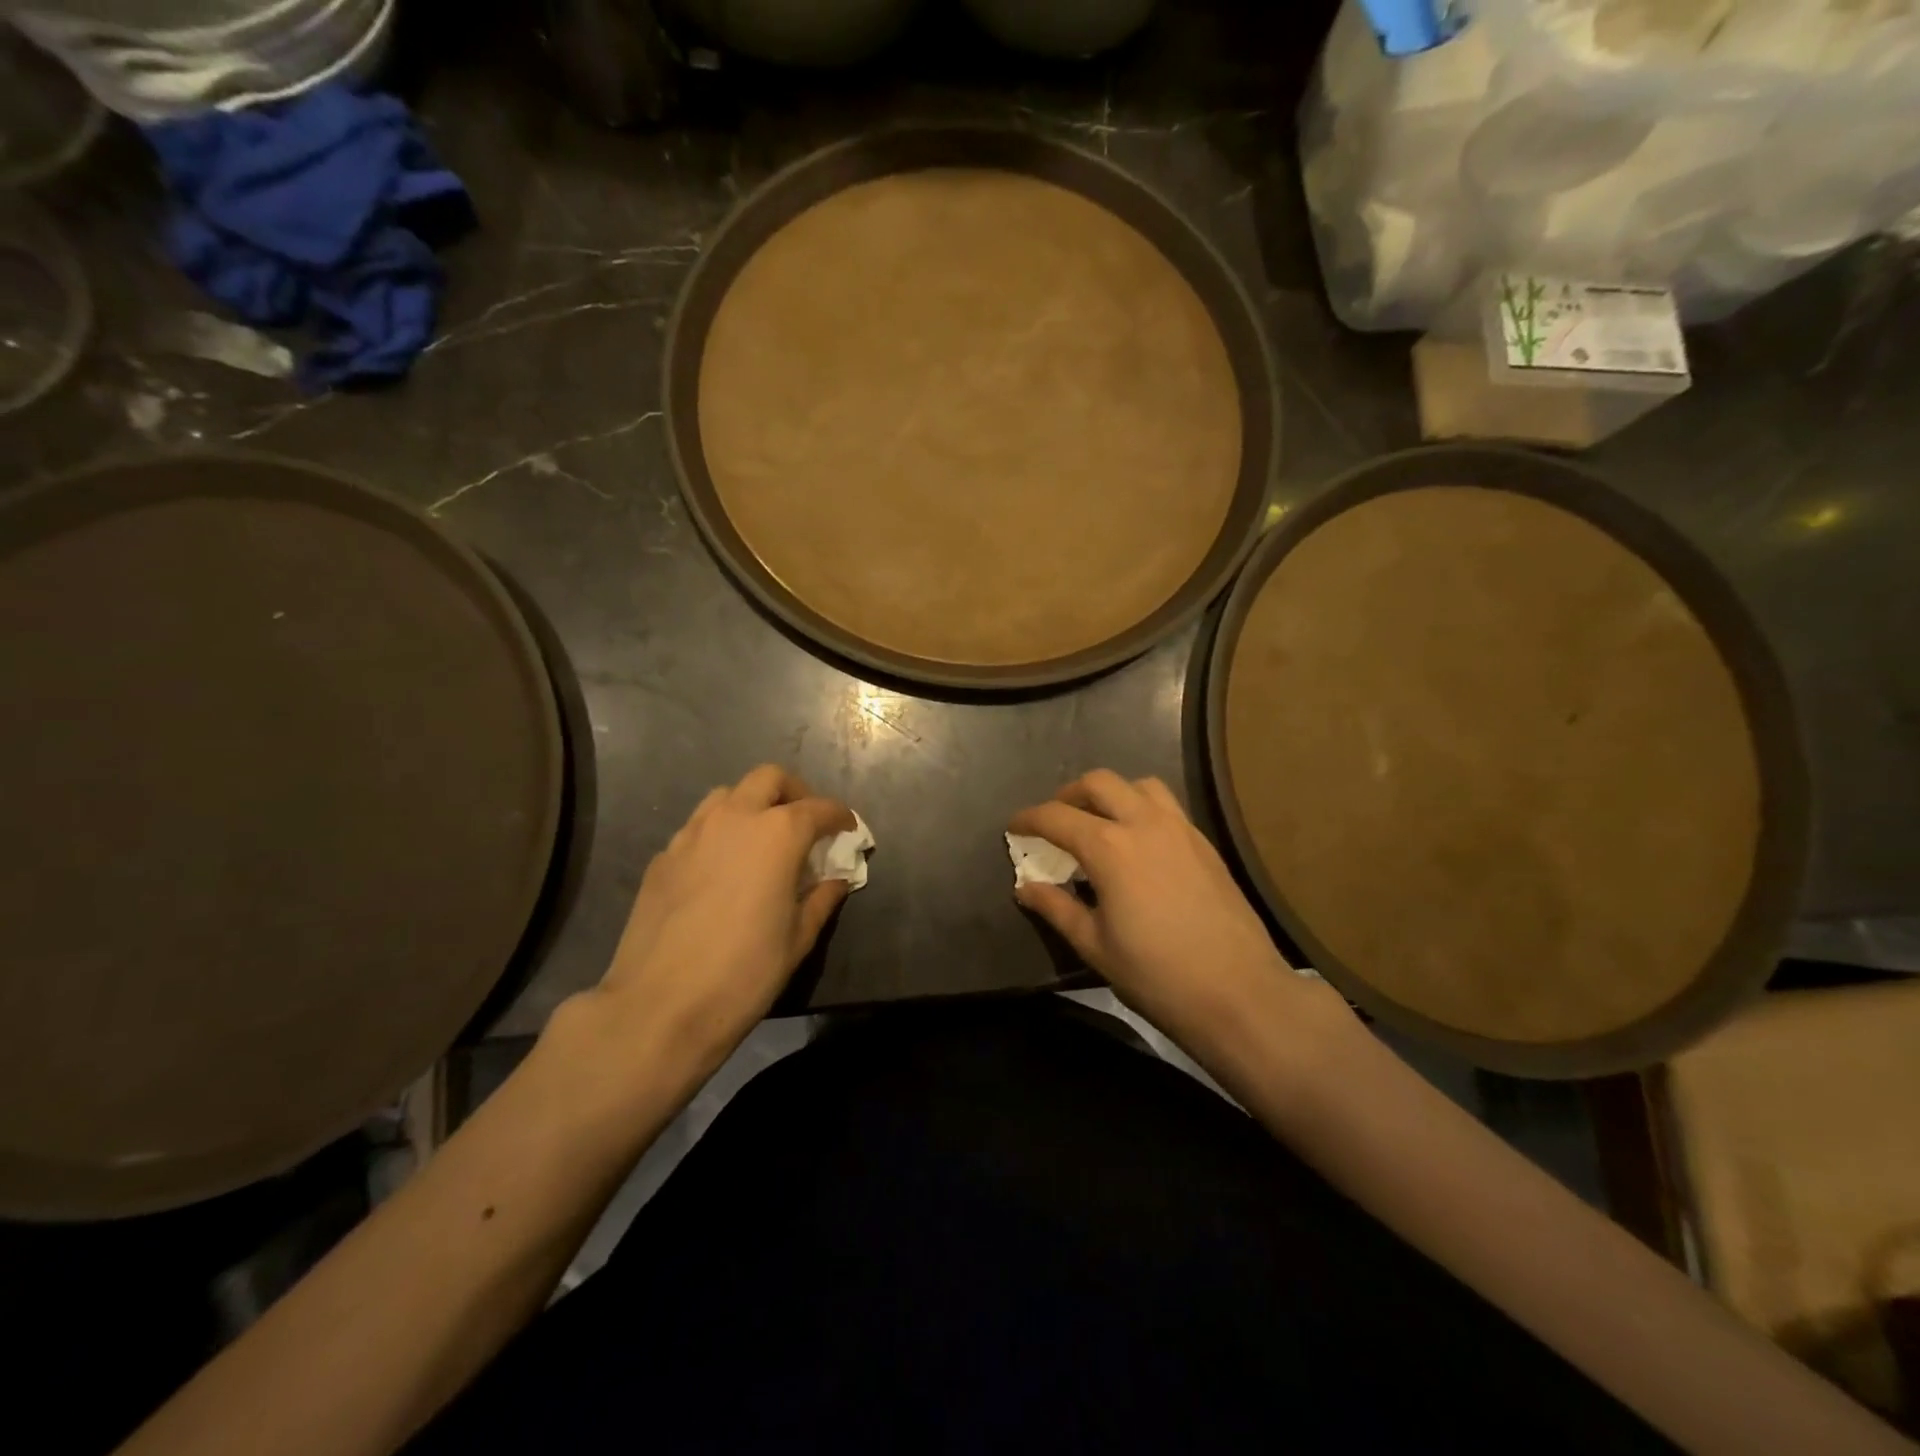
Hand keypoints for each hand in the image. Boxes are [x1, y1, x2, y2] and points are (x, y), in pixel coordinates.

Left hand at [575, 765, 853, 1083]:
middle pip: (769, 779)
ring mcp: (692, 834)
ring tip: (762, 839)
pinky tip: (722, 869)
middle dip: (795, 793)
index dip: (839, 816)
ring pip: (728, 795)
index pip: (819, 808)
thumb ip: (821, 899)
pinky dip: (720, 833)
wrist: (661, 1006)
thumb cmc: (745, 972)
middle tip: (805, 823)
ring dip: (752, 805)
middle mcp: (735, 818)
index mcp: (778, 834)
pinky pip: (698, 827)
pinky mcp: (663, 856)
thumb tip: (836, 880)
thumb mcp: (798, 938)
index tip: (848, 829)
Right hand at [1009, 770, 1316, 1051]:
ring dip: (1111, 794)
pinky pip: (1167, 806)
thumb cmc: (1156, 975)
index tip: (1014, 826)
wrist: (1239, 993)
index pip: (1057, 817)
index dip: (1029, 818)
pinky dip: (1142, 808)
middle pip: (1099, 783)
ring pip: (1140, 785)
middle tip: (1055, 821)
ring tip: (1099, 823)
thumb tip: (1024, 888)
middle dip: (1068, 795)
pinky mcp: (1205, 843)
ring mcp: (1181, 829)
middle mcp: (1145, 824)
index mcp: (1110, 848)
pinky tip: (1139, 844)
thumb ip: (1056, 908)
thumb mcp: (1094, 945)